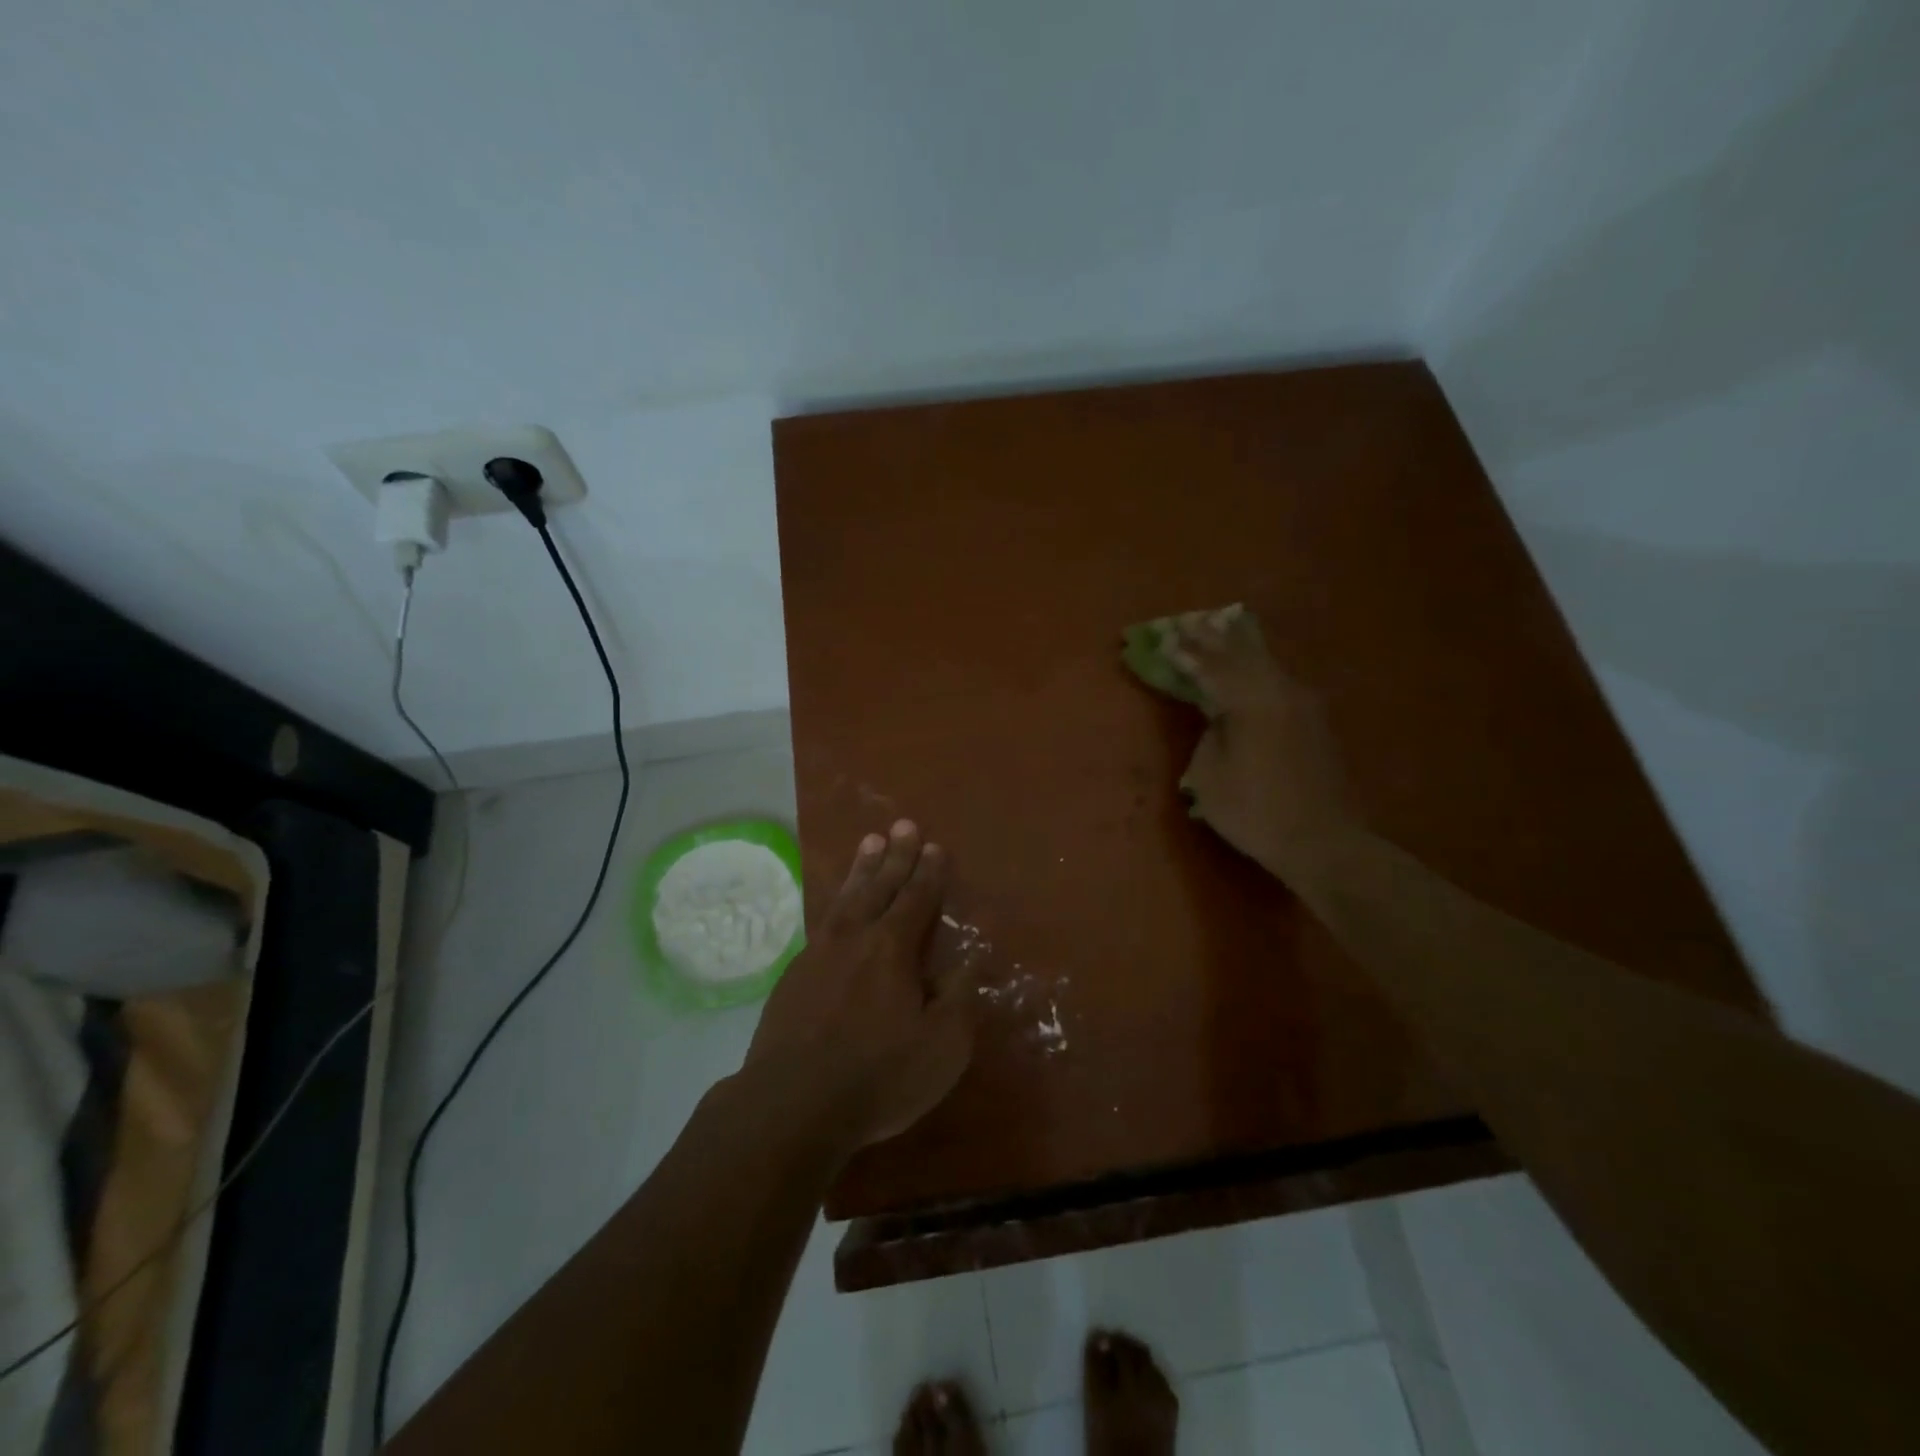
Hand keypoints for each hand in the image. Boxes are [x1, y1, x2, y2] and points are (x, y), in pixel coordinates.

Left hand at [741, 820, 977, 1155]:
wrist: (791, 1104)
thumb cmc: (877, 1075)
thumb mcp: (942, 1046)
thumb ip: (959, 998)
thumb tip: (970, 962)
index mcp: (893, 949)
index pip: (917, 899)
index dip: (928, 873)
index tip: (934, 847)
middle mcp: (855, 938)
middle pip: (879, 886)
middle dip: (895, 856)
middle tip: (902, 825)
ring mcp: (818, 954)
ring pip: (846, 899)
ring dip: (861, 870)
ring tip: (869, 843)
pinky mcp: (793, 977)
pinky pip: (822, 923)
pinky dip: (835, 904)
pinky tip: (836, 909)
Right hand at [1170, 609, 1361, 884]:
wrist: (1322, 841)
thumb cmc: (1254, 810)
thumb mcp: (1208, 776)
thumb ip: (1209, 735)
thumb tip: (1219, 719)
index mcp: (1252, 701)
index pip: (1212, 667)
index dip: (1187, 652)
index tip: (1166, 636)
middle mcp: (1281, 692)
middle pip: (1243, 653)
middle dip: (1214, 637)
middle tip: (1192, 621)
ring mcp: (1304, 705)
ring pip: (1266, 663)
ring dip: (1241, 646)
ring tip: (1222, 627)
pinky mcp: (1315, 722)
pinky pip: (1279, 680)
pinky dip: (1258, 667)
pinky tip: (1253, 665)